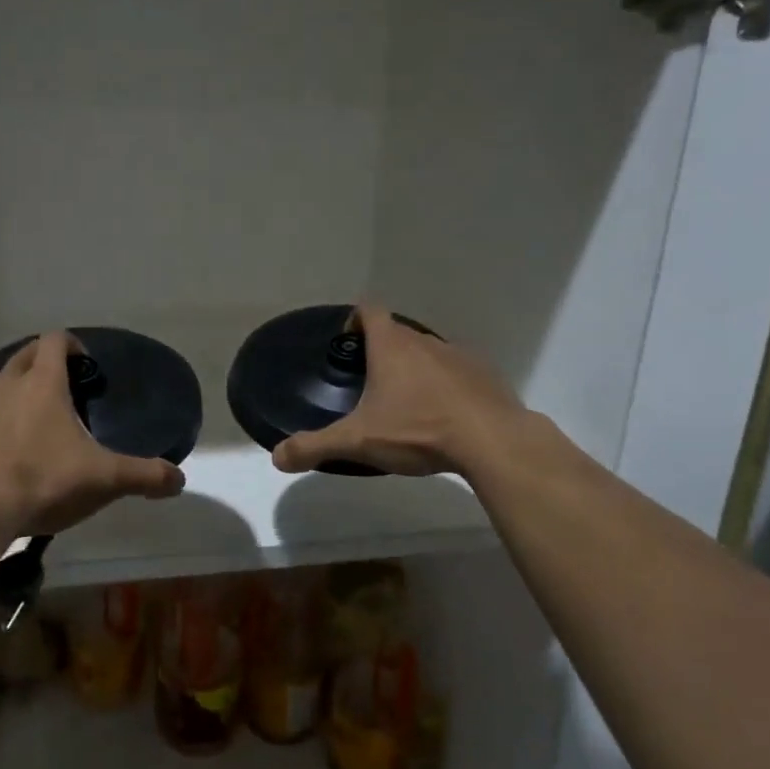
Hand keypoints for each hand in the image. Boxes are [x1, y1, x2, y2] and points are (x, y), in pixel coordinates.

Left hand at [0, 331, 184, 536]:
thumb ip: (144, 476)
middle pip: (19, 356)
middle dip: (35, 361)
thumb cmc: (43, 481)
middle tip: (50, 384)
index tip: (81, 362)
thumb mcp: (104, 479)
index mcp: (43, 384)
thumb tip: (179, 479)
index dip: (70, 344)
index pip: (55, 341)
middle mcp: (3, 384)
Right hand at [272, 306, 527, 476]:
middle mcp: (425, 342)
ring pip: (429, 352)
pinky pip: (458, 373)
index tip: (348, 343)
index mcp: (391, 347)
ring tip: (407, 404)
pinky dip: (447, 386)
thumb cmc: (418, 430)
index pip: (369, 310)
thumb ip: (315, 447)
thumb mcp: (358, 442)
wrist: (493, 441)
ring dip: (416, 369)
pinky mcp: (486, 376)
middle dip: (382, 351)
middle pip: (398, 333)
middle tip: (370, 384)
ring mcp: (459, 356)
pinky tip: (445, 417)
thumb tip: (276, 457)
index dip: (355, 320)